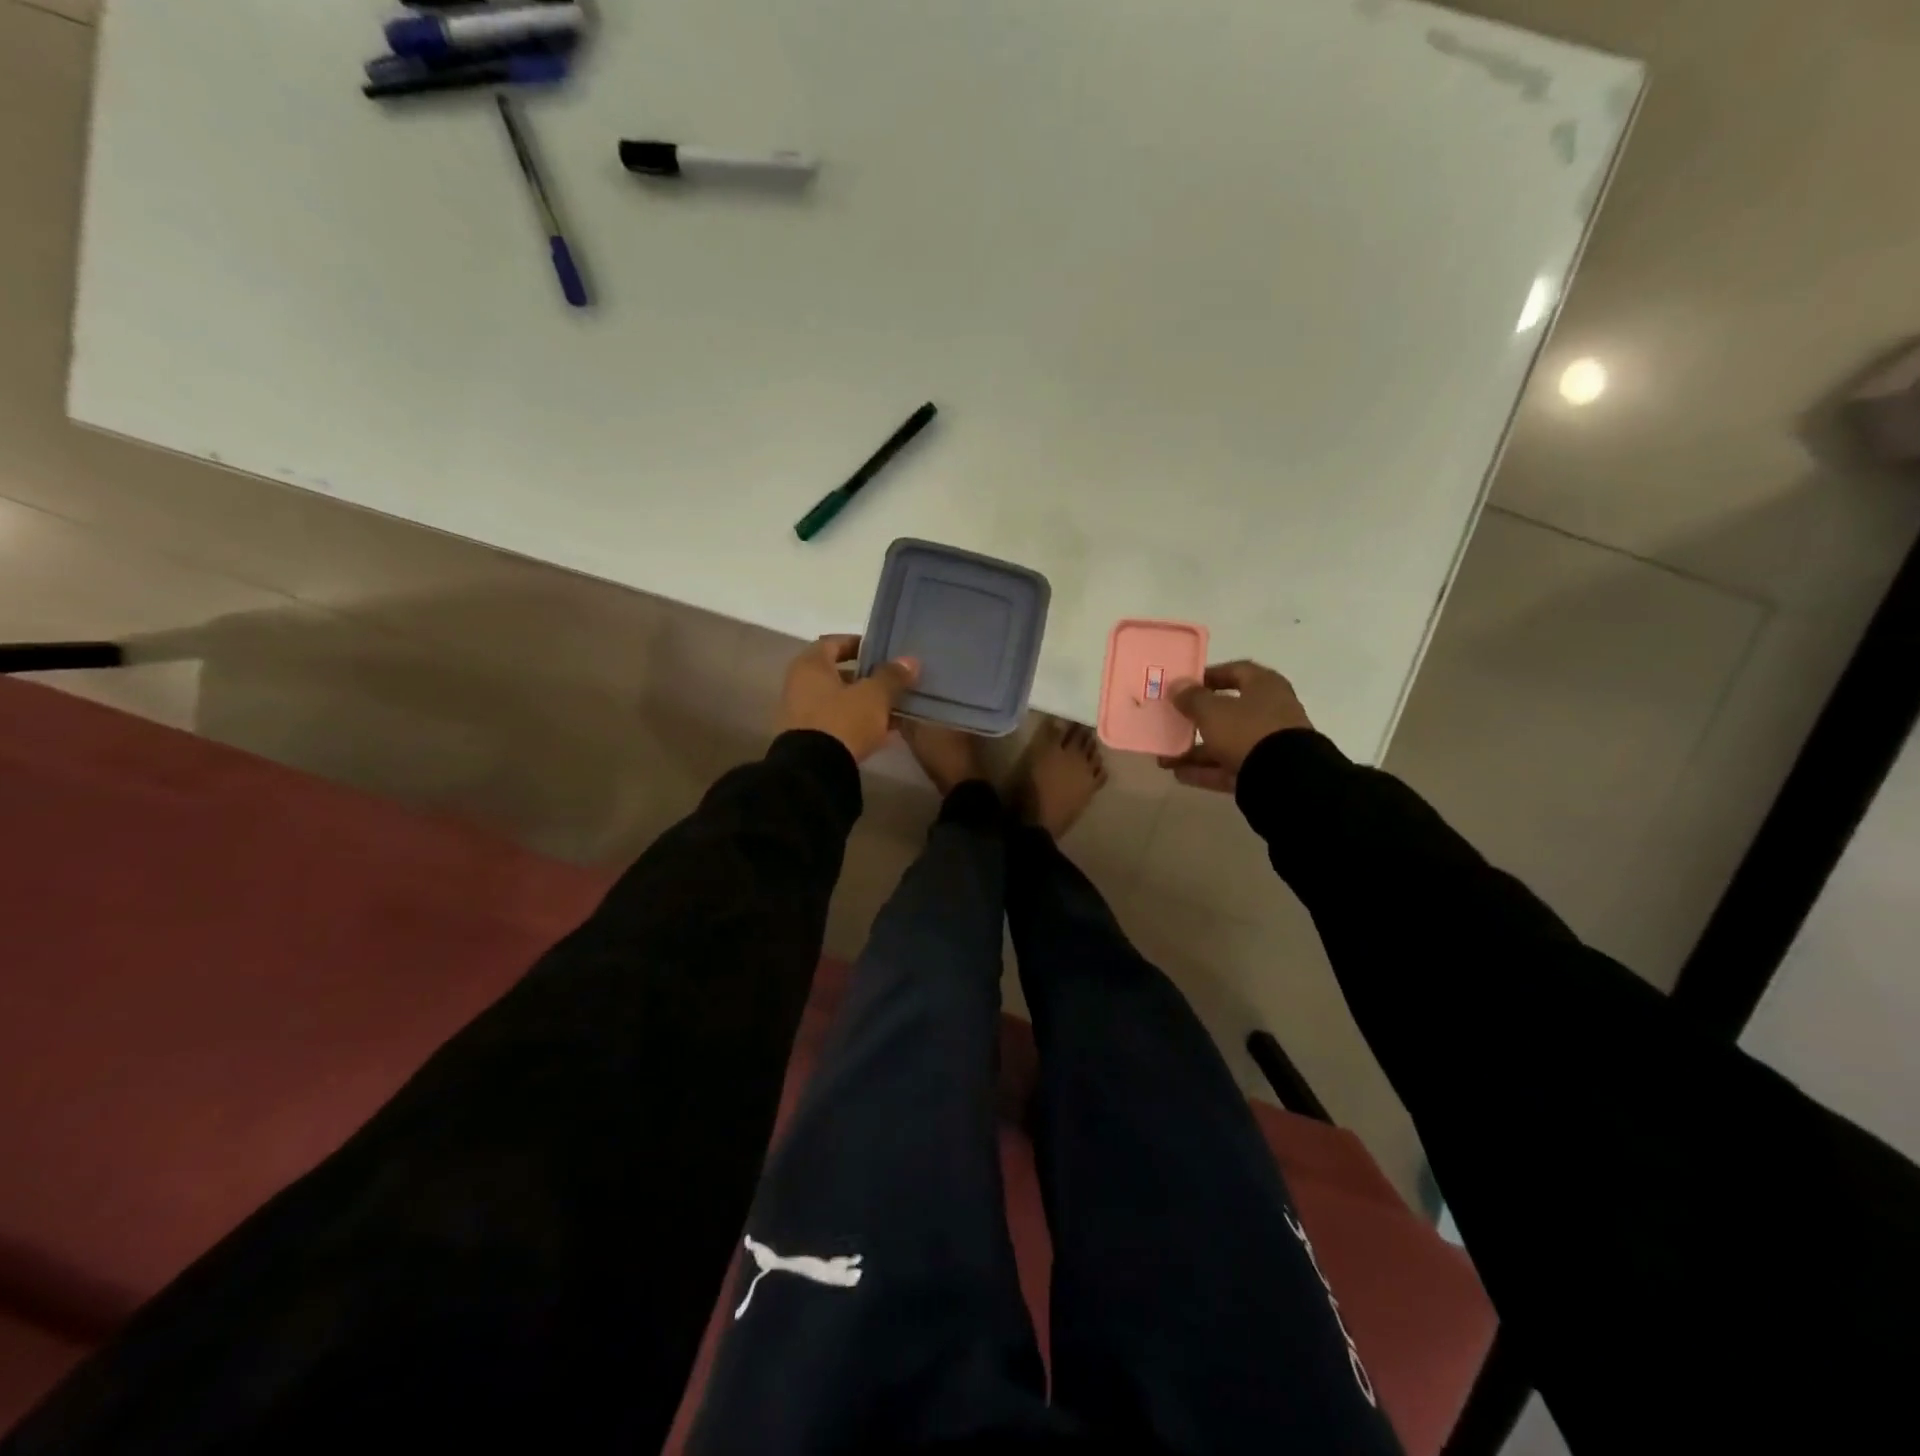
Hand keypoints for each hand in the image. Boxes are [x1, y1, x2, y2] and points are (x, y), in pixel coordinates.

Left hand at [779, 635, 919, 762]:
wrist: (814, 771)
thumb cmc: (842, 721)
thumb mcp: (874, 696)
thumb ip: (892, 676)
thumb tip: (910, 661)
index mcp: (810, 665)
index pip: (833, 642)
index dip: (859, 644)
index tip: (882, 651)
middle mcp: (799, 684)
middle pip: (836, 673)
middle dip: (866, 678)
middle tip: (892, 682)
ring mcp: (800, 713)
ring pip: (838, 700)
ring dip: (863, 703)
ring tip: (892, 709)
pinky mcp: (806, 739)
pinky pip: (835, 722)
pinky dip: (856, 723)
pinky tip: (881, 733)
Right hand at [1158, 660, 1312, 792]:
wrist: (1284, 779)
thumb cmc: (1247, 730)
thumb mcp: (1212, 711)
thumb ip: (1192, 698)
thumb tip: (1177, 686)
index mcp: (1264, 686)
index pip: (1235, 671)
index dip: (1208, 676)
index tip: (1183, 686)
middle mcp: (1270, 711)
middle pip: (1228, 711)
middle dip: (1196, 719)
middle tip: (1171, 722)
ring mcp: (1268, 743)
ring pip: (1226, 742)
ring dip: (1196, 749)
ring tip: (1165, 757)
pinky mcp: (1264, 771)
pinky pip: (1229, 767)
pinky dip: (1206, 770)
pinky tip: (1178, 774)